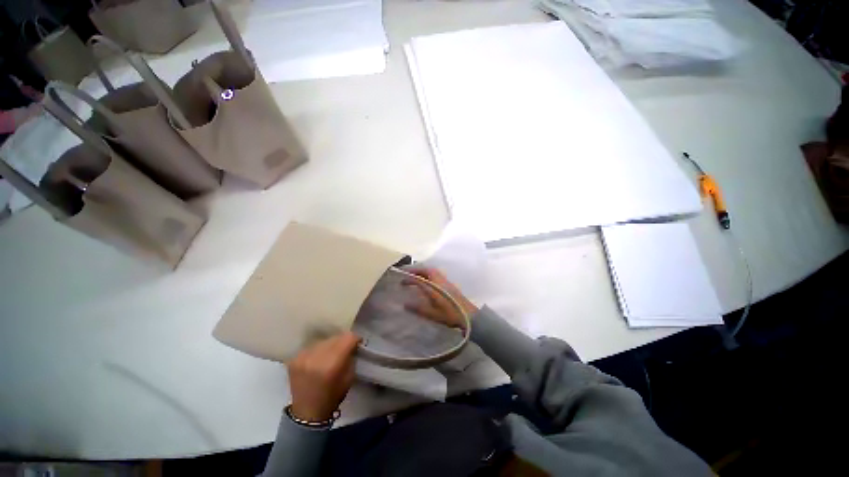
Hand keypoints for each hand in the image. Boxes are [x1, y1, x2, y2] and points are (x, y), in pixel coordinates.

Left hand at [287, 332, 359, 421]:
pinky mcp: (294, 359)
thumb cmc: (333, 396)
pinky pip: (312, 346)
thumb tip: (353, 344)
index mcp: (332, 364)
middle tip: (345, 349)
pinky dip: (318, 350)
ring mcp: (303, 357)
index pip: (347, 338)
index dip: (355, 339)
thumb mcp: (349, 377)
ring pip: (324, 340)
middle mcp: (316, 357)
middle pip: (335, 337)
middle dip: (342, 342)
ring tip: (331, 354)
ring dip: (330, 345)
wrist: (307, 412)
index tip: (357, 343)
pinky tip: (319, 359)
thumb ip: (351, 357)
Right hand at [402, 267, 478, 328]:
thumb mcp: (432, 314)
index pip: (420, 278)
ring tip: (416, 277)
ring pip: (433, 272)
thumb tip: (405, 304)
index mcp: (435, 286)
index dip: (410, 278)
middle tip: (408, 273)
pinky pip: (437, 276)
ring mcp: (446, 282)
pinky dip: (429, 276)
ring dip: (423, 272)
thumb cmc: (450, 314)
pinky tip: (427, 283)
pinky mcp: (450, 286)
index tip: (401, 280)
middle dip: (417, 270)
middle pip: (428, 270)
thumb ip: (418, 308)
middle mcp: (440, 280)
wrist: (469, 316)